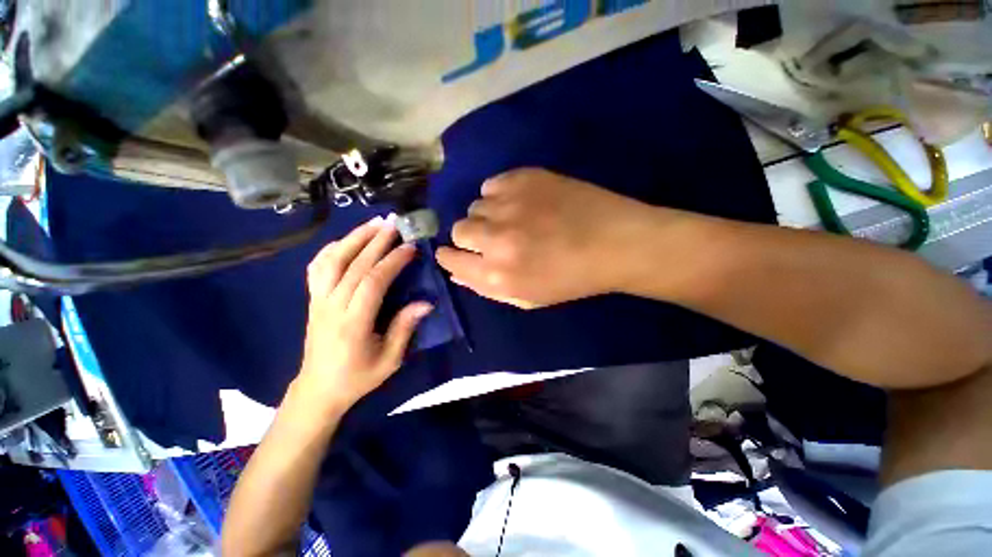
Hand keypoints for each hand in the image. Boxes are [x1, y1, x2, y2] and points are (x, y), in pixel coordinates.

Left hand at [297, 216, 432, 412]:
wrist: (318, 389)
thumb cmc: (358, 377)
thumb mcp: (389, 360)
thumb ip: (405, 328)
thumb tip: (426, 303)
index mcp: (353, 323)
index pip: (373, 282)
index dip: (392, 261)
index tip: (410, 247)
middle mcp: (332, 307)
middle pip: (353, 265)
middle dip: (376, 241)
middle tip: (395, 223)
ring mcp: (318, 301)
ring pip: (332, 260)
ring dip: (353, 238)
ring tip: (373, 223)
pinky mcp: (312, 300)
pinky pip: (317, 268)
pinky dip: (331, 249)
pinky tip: (346, 240)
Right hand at [435, 168, 671, 307]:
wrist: (615, 243)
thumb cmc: (571, 279)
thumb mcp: (527, 298)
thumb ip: (486, 288)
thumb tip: (456, 272)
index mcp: (497, 274)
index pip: (449, 259)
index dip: (451, 256)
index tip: (459, 254)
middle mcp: (496, 238)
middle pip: (459, 228)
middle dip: (471, 237)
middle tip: (495, 239)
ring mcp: (509, 204)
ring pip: (476, 206)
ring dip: (489, 216)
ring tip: (515, 220)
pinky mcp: (524, 178)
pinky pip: (492, 185)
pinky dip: (500, 195)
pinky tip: (522, 202)